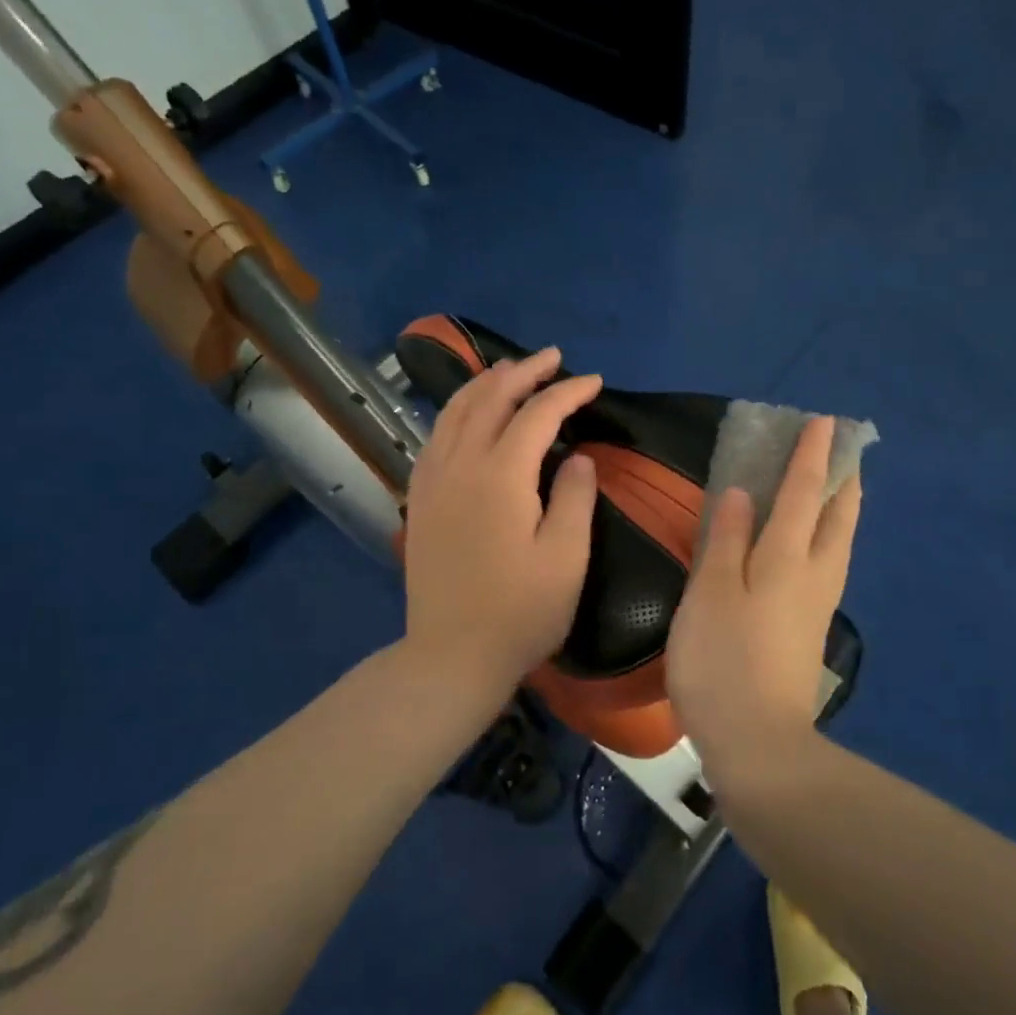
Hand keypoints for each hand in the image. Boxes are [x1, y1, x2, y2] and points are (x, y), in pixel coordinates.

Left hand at [402, 348, 602, 690]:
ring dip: (486, 383)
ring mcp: (432, 480)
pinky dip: (457, 410)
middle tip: (553, 358)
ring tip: (511, 370)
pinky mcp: (420, 498)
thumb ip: (575, 498)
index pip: (537, 414)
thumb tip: (577, 456)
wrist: (451, 656)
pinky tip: (469, 413)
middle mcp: (460, 465)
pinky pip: (436, 435)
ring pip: (455, 411)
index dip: (567, 392)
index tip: (594, 382)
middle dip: (524, 372)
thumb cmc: (520, 613)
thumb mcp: (566, 559)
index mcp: (500, 477)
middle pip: (490, 399)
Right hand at [666, 416, 861, 789]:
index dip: (811, 456)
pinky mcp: (810, 630)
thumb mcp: (710, 594)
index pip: (804, 494)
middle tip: (843, 450)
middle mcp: (813, 575)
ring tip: (835, 486)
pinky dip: (828, 535)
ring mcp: (817, 605)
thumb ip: (725, 540)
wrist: (758, 743)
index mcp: (786, 559)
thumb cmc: (723, 661)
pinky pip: (828, 563)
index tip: (823, 422)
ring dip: (841, 507)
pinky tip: (813, 543)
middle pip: (838, 517)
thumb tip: (742, 493)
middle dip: (843, 479)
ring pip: (839, 542)